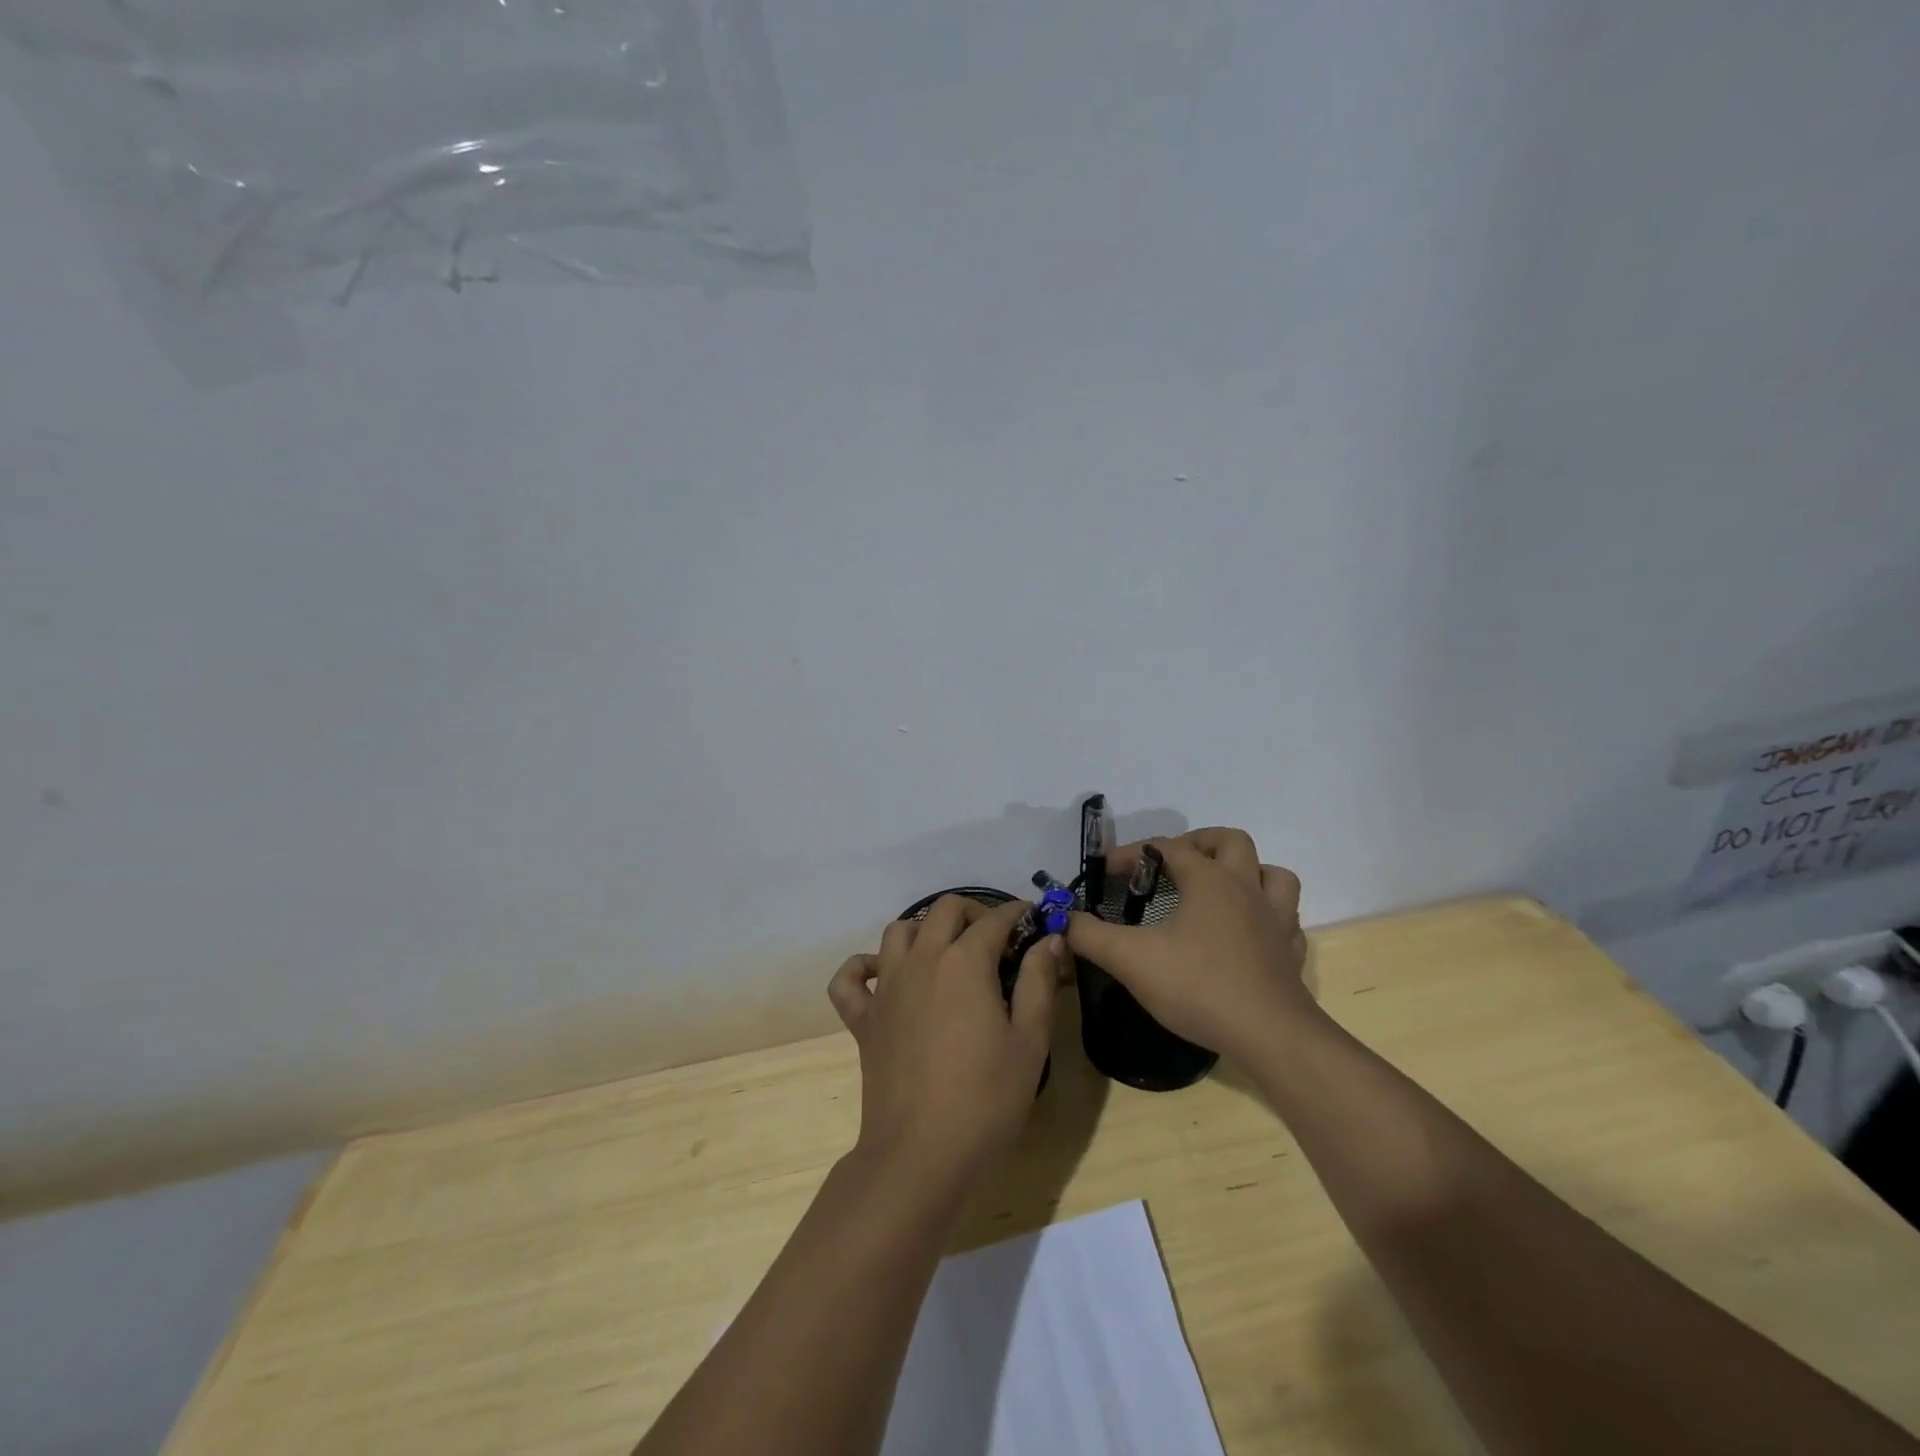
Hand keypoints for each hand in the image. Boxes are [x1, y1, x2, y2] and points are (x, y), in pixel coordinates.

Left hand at [829, 897, 1059, 1195]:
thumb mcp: (1030, 1041)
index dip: (1017, 914)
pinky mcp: (862, 1018)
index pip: (994, 920)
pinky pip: (849, 979)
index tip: (1033, 921)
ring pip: (897, 932)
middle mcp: (921, 960)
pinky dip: (862, 968)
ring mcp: (886, 987)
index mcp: (964, 962)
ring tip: (946, 953)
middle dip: (974, 912)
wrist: (921, 1154)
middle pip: (944, 910)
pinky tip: (882, 977)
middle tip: (996, 939)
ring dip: (924, 930)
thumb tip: (1049, 940)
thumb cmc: (986, 1099)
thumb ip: (1039, 982)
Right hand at [1065, 828, 1312, 1059]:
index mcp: (1210, 880)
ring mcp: (1277, 921)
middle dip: (1199, 843)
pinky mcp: (1291, 954)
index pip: (1166, 847)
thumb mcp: (1130, 959)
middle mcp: (1247, 889)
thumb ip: (1090, 935)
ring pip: (1274, 875)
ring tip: (1220, 890)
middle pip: (1231, 841)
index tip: (1106, 871)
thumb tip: (1064, 919)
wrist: (1270, 1037)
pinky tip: (1250, 934)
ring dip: (1248, 872)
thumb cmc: (1199, 986)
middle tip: (1173, 865)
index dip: (1132, 854)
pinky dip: (1268, 917)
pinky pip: (1287, 920)